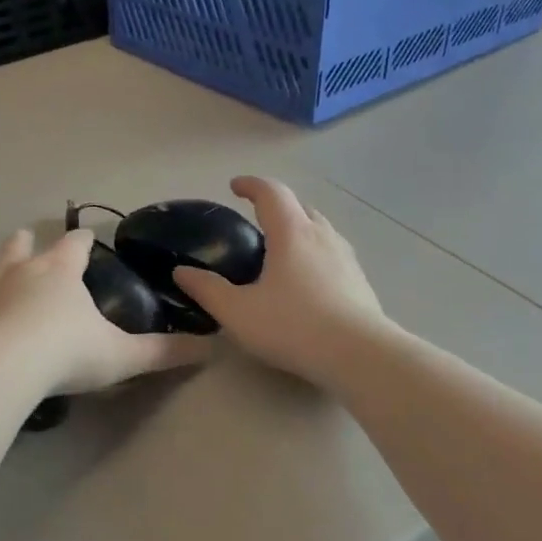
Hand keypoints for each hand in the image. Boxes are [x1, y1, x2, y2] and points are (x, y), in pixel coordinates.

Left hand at [0, 227, 209, 394]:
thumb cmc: (64, 354)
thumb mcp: (121, 356)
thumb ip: (164, 352)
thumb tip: (212, 348)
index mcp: (59, 271)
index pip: (75, 244)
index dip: (82, 240)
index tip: (85, 238)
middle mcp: (16, 268)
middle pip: (21, 243)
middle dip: (26, 242)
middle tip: (28, 242)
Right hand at [172, 176, 386, 385]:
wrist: (360, 355)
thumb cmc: (293, 326)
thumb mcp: (238, 312)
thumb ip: (207, 289)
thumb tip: (181, 271)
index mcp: (291, 233)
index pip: (271, 192)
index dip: (251, 185)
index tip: (234, 186)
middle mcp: (322, 236)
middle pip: (299, 206)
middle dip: (276, 205)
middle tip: (256, 219)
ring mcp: (346, 257)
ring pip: (320, 229)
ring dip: (299, 228)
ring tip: (281, 248)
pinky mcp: (359, 280)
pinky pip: (332, 252)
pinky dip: (314, 252)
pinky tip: (306, 279)